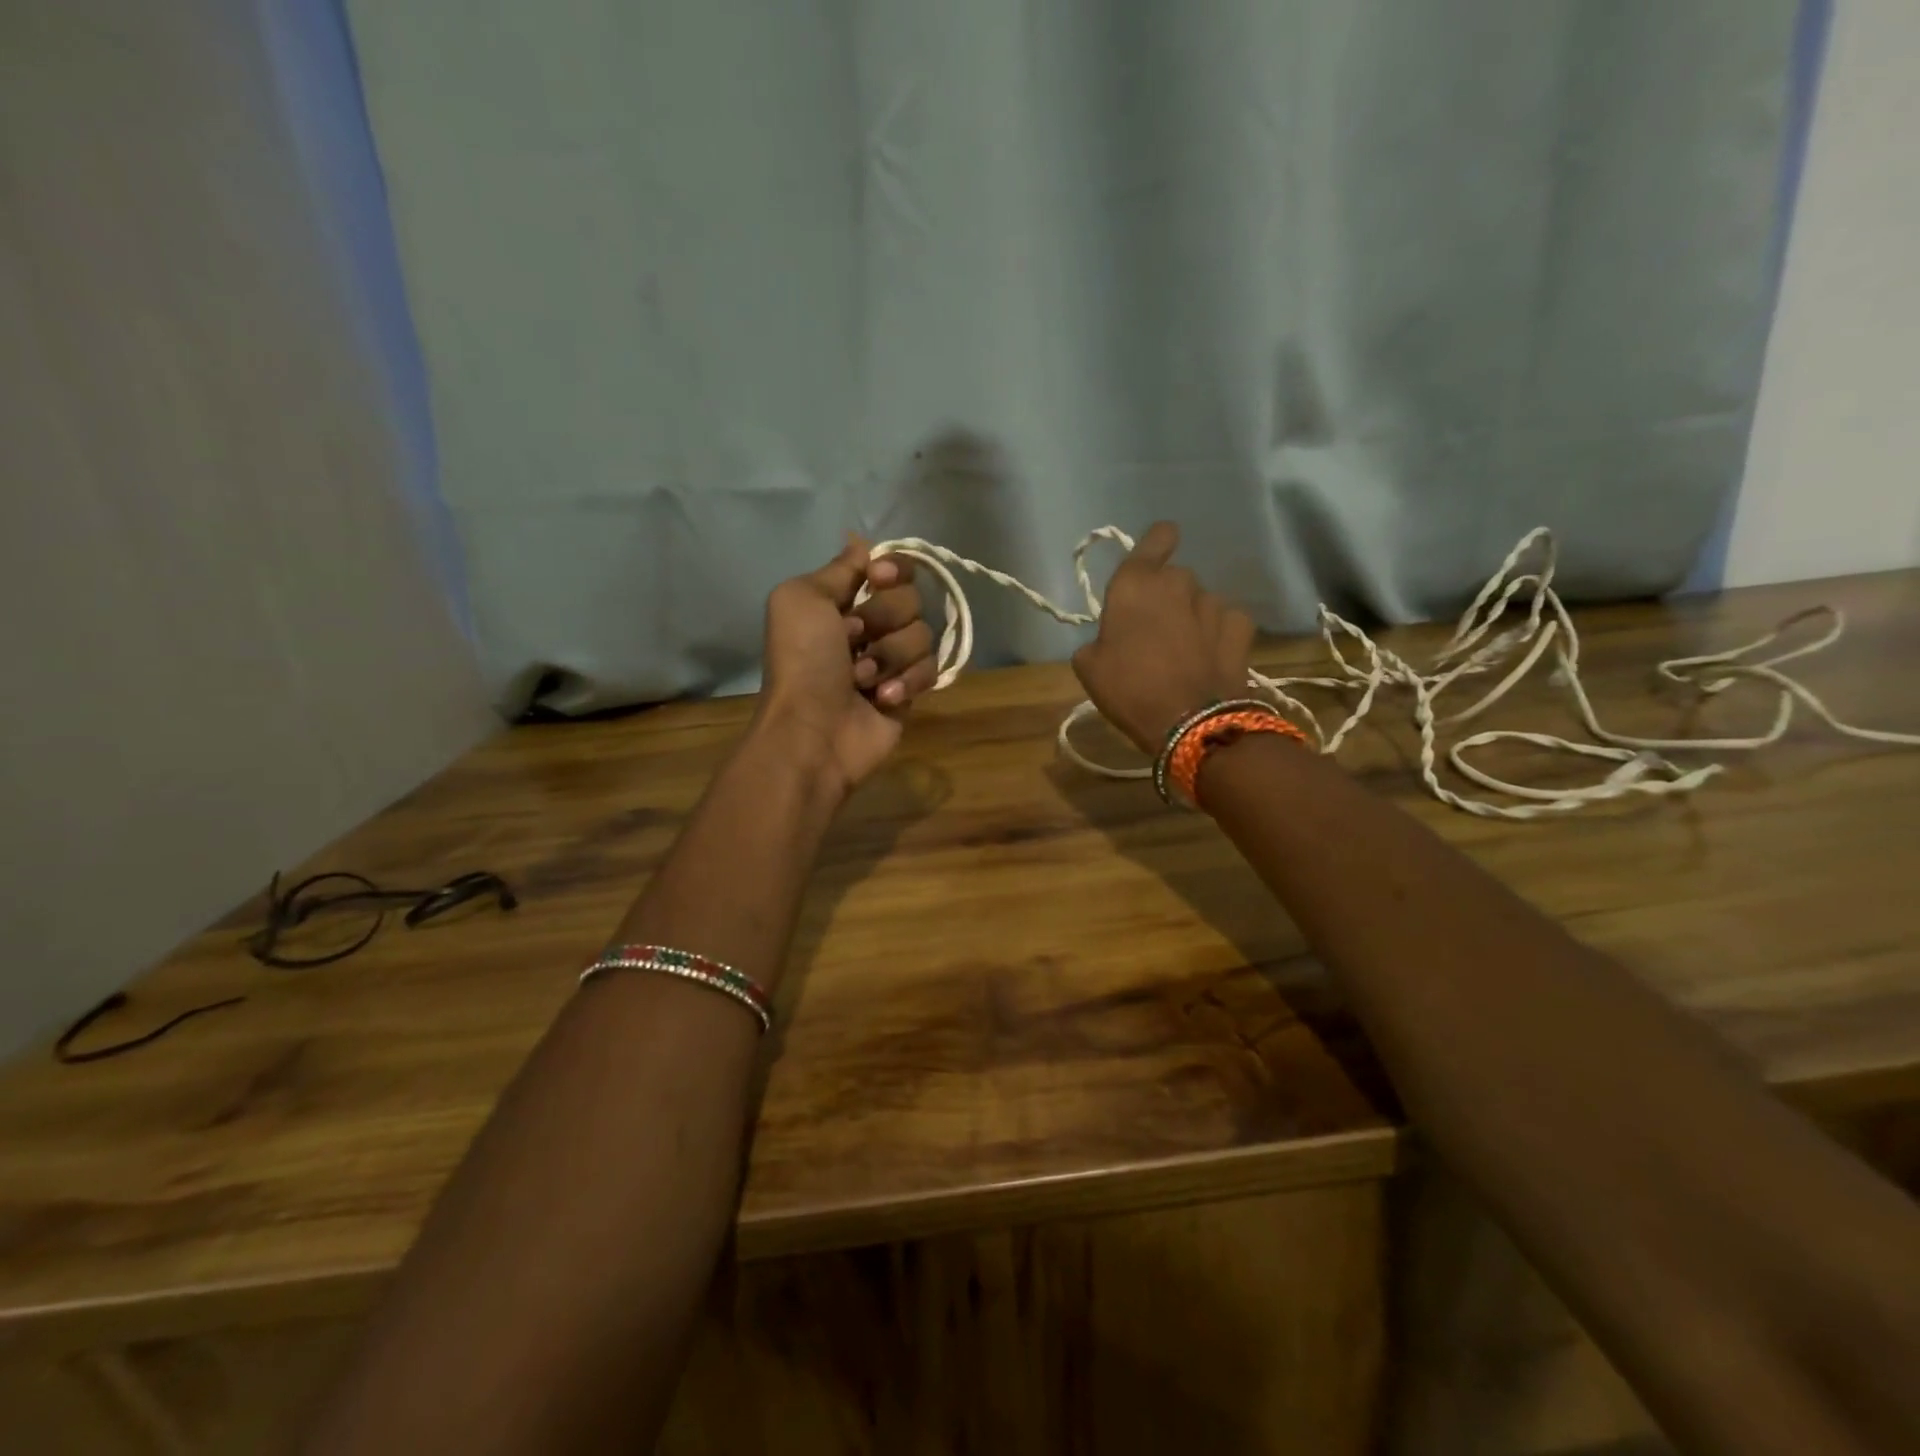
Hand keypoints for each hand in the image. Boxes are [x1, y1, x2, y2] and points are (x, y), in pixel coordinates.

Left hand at [759, 536, 937, 791]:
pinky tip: (882, 700)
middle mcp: (870, 625)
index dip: (893, 570)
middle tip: (852, 641)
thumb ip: (838, 569)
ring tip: (861, 680)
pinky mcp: (910, 691)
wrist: (814, 731)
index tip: (878, 579)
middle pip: (911, 598)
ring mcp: (892, 659)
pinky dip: (906, 683)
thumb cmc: (802, 662)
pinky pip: (931, 669)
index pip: (891, 567)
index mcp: (842, 599)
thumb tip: (862, 543)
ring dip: (889, 656)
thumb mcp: (800, 599)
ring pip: (923, 635)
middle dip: (883, 619)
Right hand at [1071, 521, 1255, 754]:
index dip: (1156, 544)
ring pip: (1200, 600)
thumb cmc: (1129, 690)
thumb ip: (1098, 640)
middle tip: (1156, 632)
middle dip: (1167, 596)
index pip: (1156, 538)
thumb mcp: (1089, 667)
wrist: (1190, 723)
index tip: (1154, 558)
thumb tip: (1110, 640)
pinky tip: (1211, 656)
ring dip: (1192, 617)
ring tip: (1185, 652)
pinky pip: (1226, 621)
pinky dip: (1219, 633)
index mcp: (1135, 585)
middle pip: (1174, 577)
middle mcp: (1177, 583)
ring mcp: (1213, 603)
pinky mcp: (1241, 627)